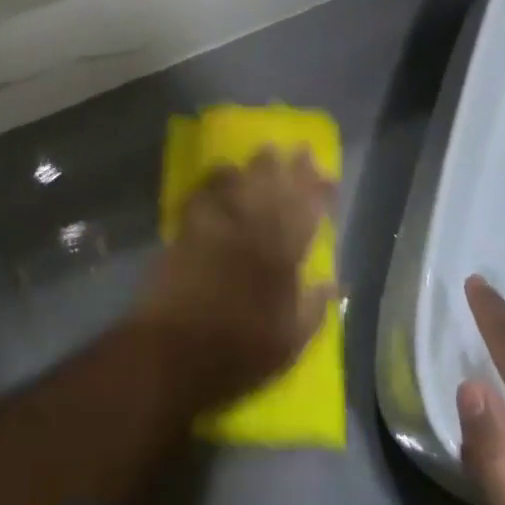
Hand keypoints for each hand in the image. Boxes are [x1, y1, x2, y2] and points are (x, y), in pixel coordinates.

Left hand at [136, 148, 336, 410]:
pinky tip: (222, 173)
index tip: (327, 175)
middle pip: (273, 190)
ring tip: (265, 152)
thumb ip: (313, 308)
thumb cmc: (237, 354)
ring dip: (254, 167)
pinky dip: (215, 181)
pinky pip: (204, 195)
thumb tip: (332, 280)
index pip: (306, 214)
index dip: (317, 191)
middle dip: (288, 168)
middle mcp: (251, 234)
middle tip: (296, 150)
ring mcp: (216, 229)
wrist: (172, 354)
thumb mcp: (289, 343)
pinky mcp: (186, 232)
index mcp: (281, 259)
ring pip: (240, 185)